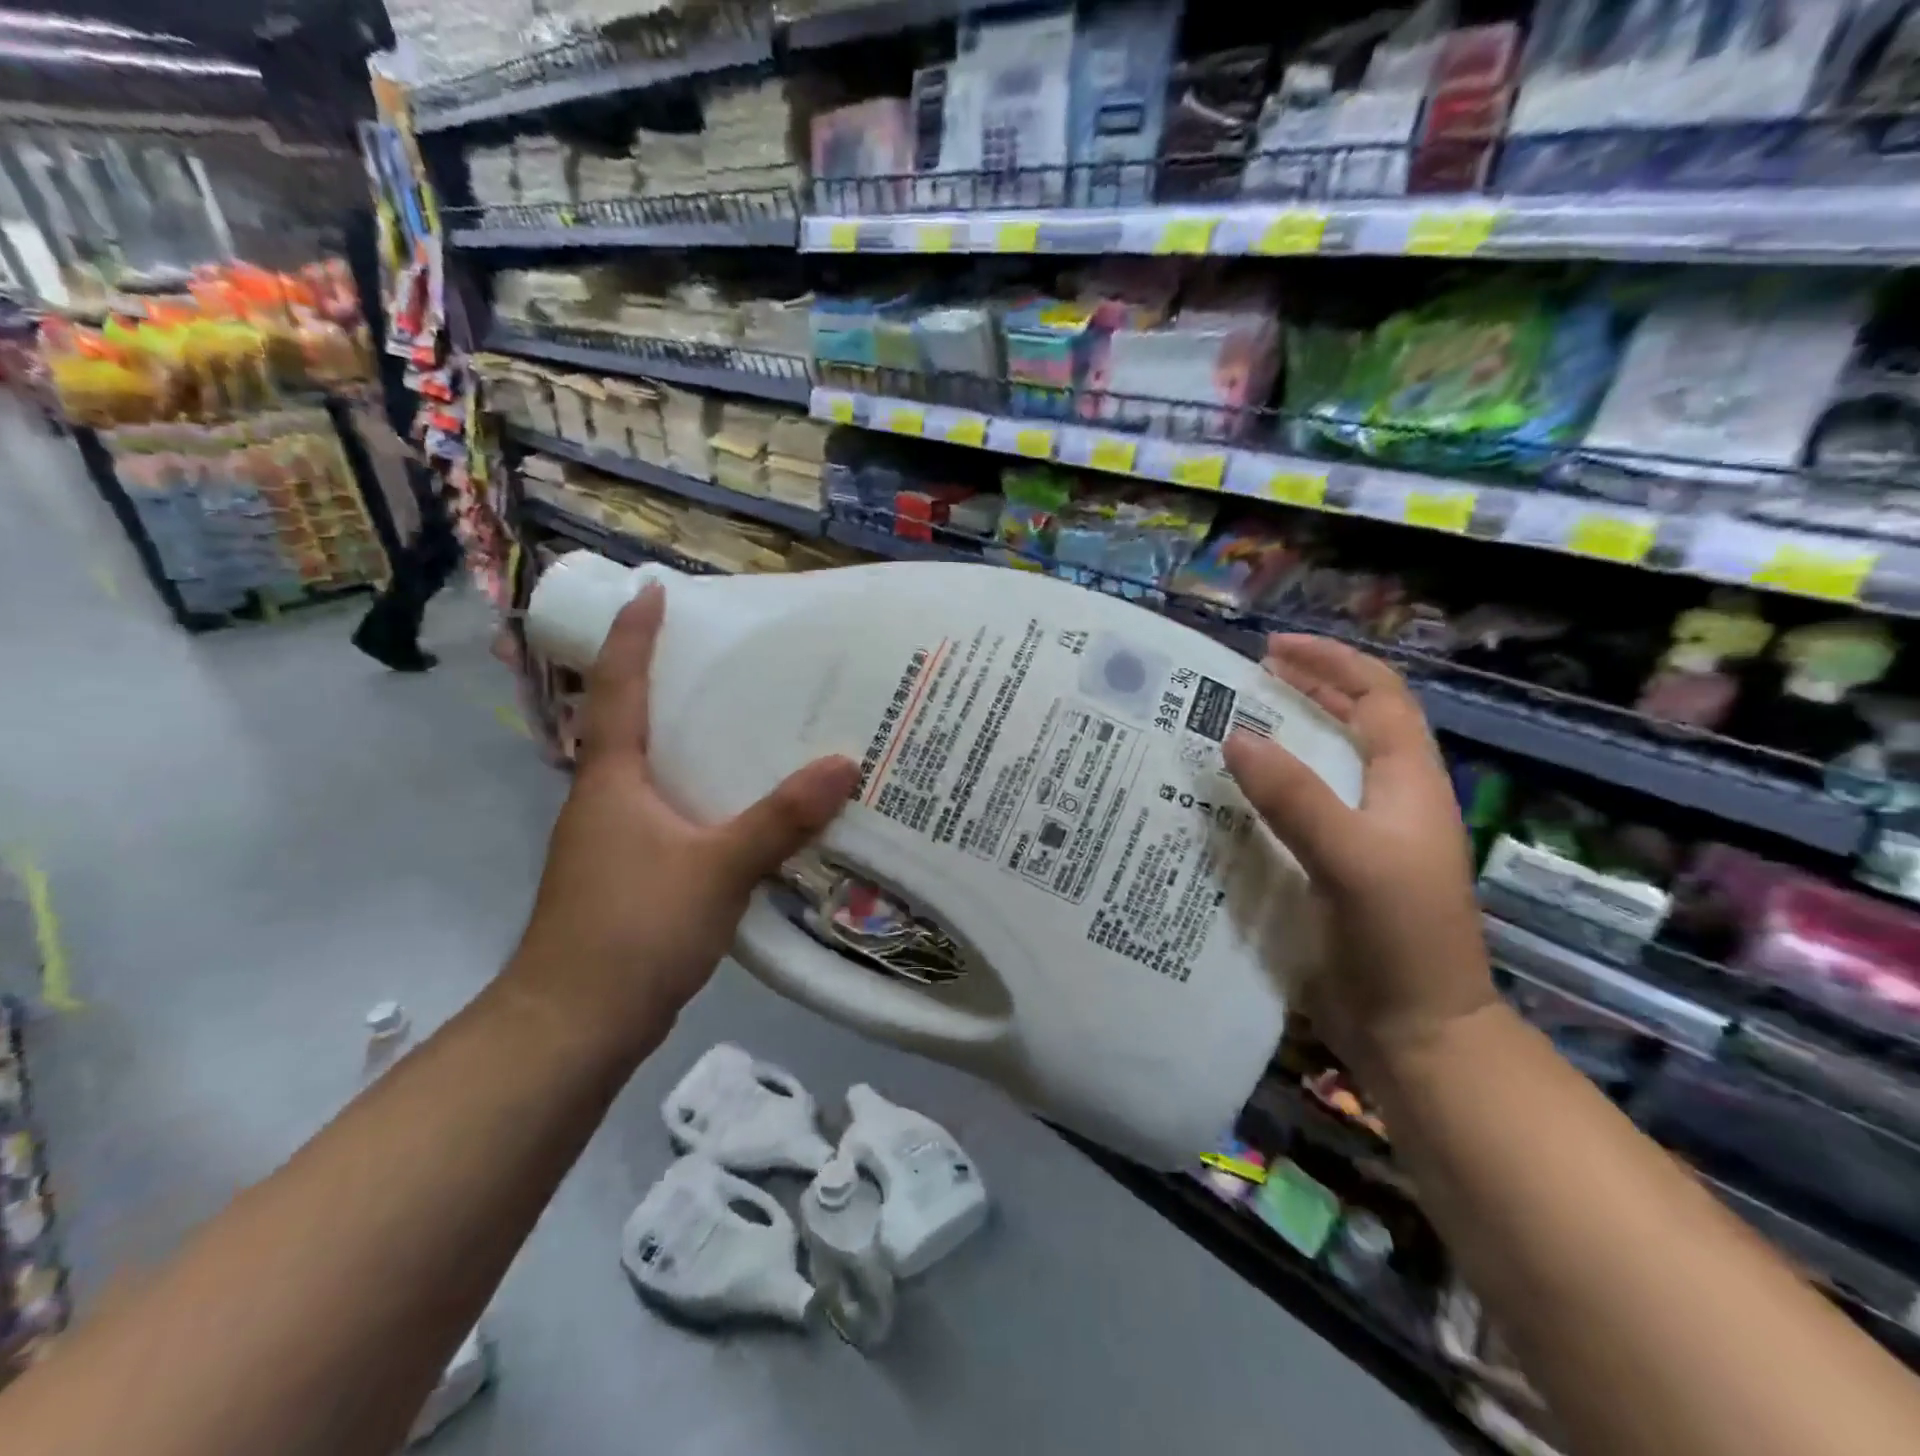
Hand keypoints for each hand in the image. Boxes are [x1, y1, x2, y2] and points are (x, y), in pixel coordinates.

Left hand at [510, 584, 858, 1051]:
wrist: (573, 1026)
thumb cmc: (632, 930)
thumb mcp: (717, 868)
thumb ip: (781, 818)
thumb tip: (845, 763)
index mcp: (612, 778)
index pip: (619, 687)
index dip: (634, 635)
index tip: (653, 589)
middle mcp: (607, 798)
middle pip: (635, 721)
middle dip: (671, 680)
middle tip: (729, 654)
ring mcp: (615, 839)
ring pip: (657, 771)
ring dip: (691, 740)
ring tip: (751, 720)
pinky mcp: (633, 874)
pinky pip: (674, 813)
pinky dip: (706, 794)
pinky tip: (748, 806)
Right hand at [1222, 634, 1494, 1074]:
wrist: (1415, 1030)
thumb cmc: (1398, 937)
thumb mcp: (1350, 857)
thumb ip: (1295, 795)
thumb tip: (1235, 734)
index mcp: (1407, 782)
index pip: (1379, 697)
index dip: (1332, 663)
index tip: (1272, 648)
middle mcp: (1386, 799)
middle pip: (1350, 724)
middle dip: (1303, 692)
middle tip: (1242, 680)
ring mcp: (1361, 836)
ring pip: (1319, 767)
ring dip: (1279, 741)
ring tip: (1225, 727)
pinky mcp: (1333, 868)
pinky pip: (1295, 811)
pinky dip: (1264, 792)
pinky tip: (1225, 798)